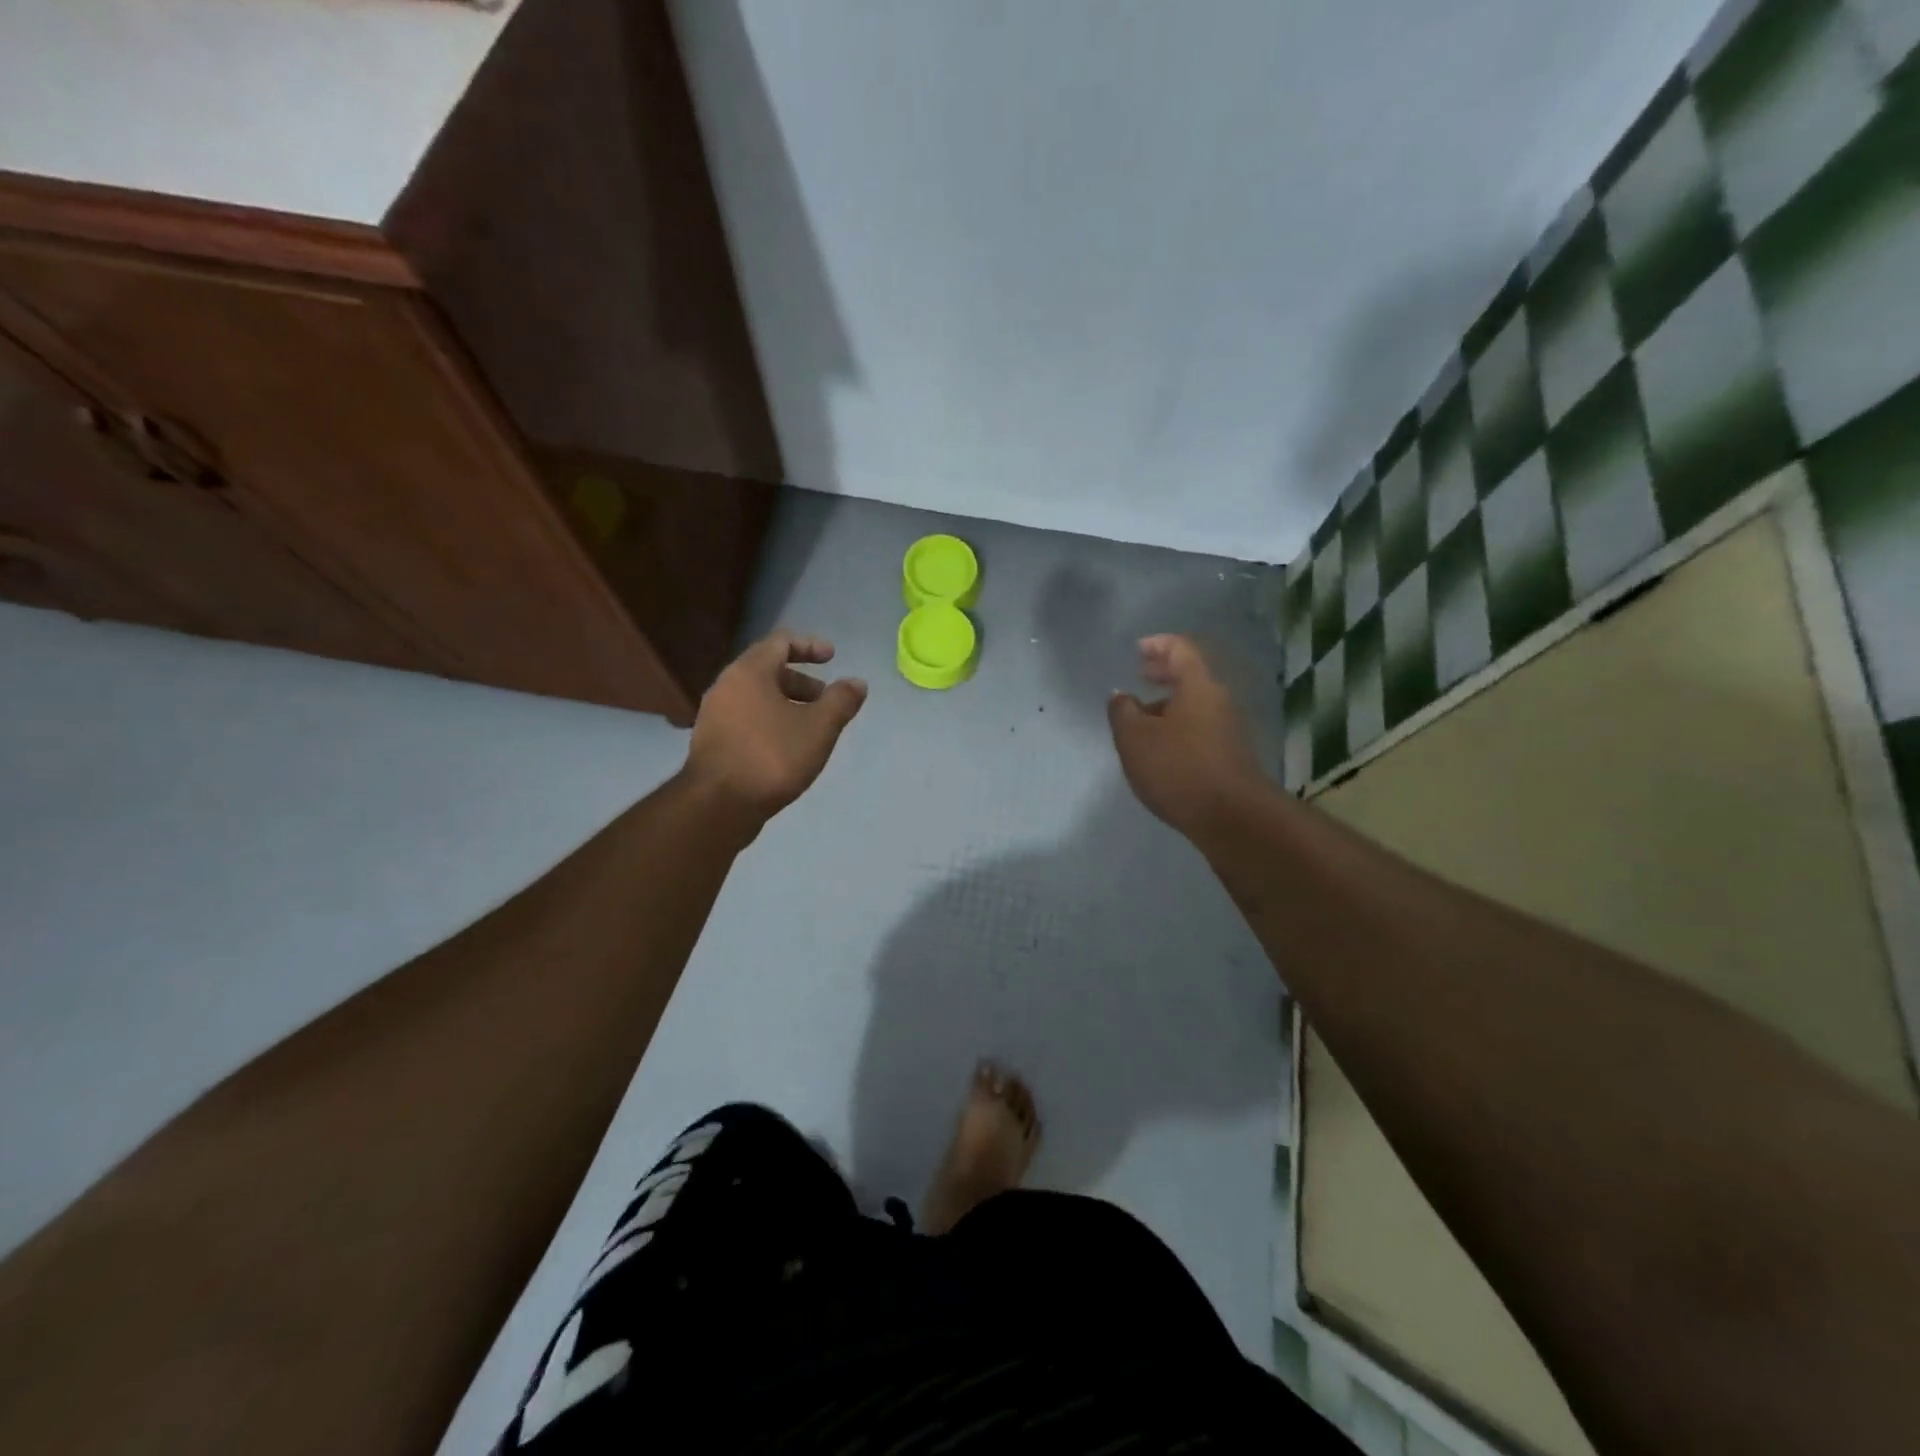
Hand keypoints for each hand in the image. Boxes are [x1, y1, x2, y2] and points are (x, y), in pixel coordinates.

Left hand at [686, 631, 867, 825]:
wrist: (718, 805)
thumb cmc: (771, 757)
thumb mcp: (819, 728)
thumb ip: (841, 701)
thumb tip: (857, 683)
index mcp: (749, 672)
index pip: (780, 641)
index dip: (809, 646)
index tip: (832, 658)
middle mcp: (726, 686)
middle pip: (767, 669)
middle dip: (801, 680)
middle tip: (825, 698)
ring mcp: (715, 715)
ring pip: (756, 697)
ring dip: (786, 703)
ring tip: (811, 727)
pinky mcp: (713, 742)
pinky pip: (747, 718)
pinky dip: (771, 721)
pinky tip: (788, 747)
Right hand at [1108, 634, 1265, 837]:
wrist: (1232, 816)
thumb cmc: (1178, 768)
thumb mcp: (1135, 739)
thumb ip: (1122, 712)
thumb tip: (1121, 696)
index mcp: (1198, 686)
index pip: (1180, 649)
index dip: (1158, 644)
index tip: (1138, 649)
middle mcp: (1218, 700)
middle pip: (1191, 675)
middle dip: (1164, 672)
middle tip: (1140, 674)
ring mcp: (1228, 728)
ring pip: (1195, 703)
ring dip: (1169, 703)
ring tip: (1142, 716)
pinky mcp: (1229, 754)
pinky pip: (1200, 726)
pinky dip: (1178, 724)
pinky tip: (1160, 745)